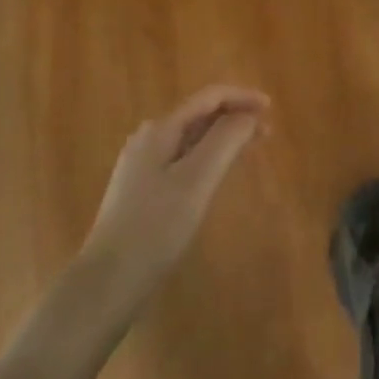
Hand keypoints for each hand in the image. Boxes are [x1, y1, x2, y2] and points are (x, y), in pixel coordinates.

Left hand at [78, 85, 269, 311]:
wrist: (107, 281)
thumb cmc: (156, 228)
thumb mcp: (196, 180)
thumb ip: (224, 141)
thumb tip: (248, 115)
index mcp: (160, 130)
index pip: (208, 98)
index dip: (241, 97)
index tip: (271, 108)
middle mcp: (149, 139)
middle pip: (199, 115)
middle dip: (234, 117)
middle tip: (267, 132)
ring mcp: (142, 166)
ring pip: (191, 138)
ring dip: (223, 137)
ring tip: (250, 148)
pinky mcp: (142, 191)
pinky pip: (183, 159)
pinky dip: (208, 157)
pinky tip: (218, 174)